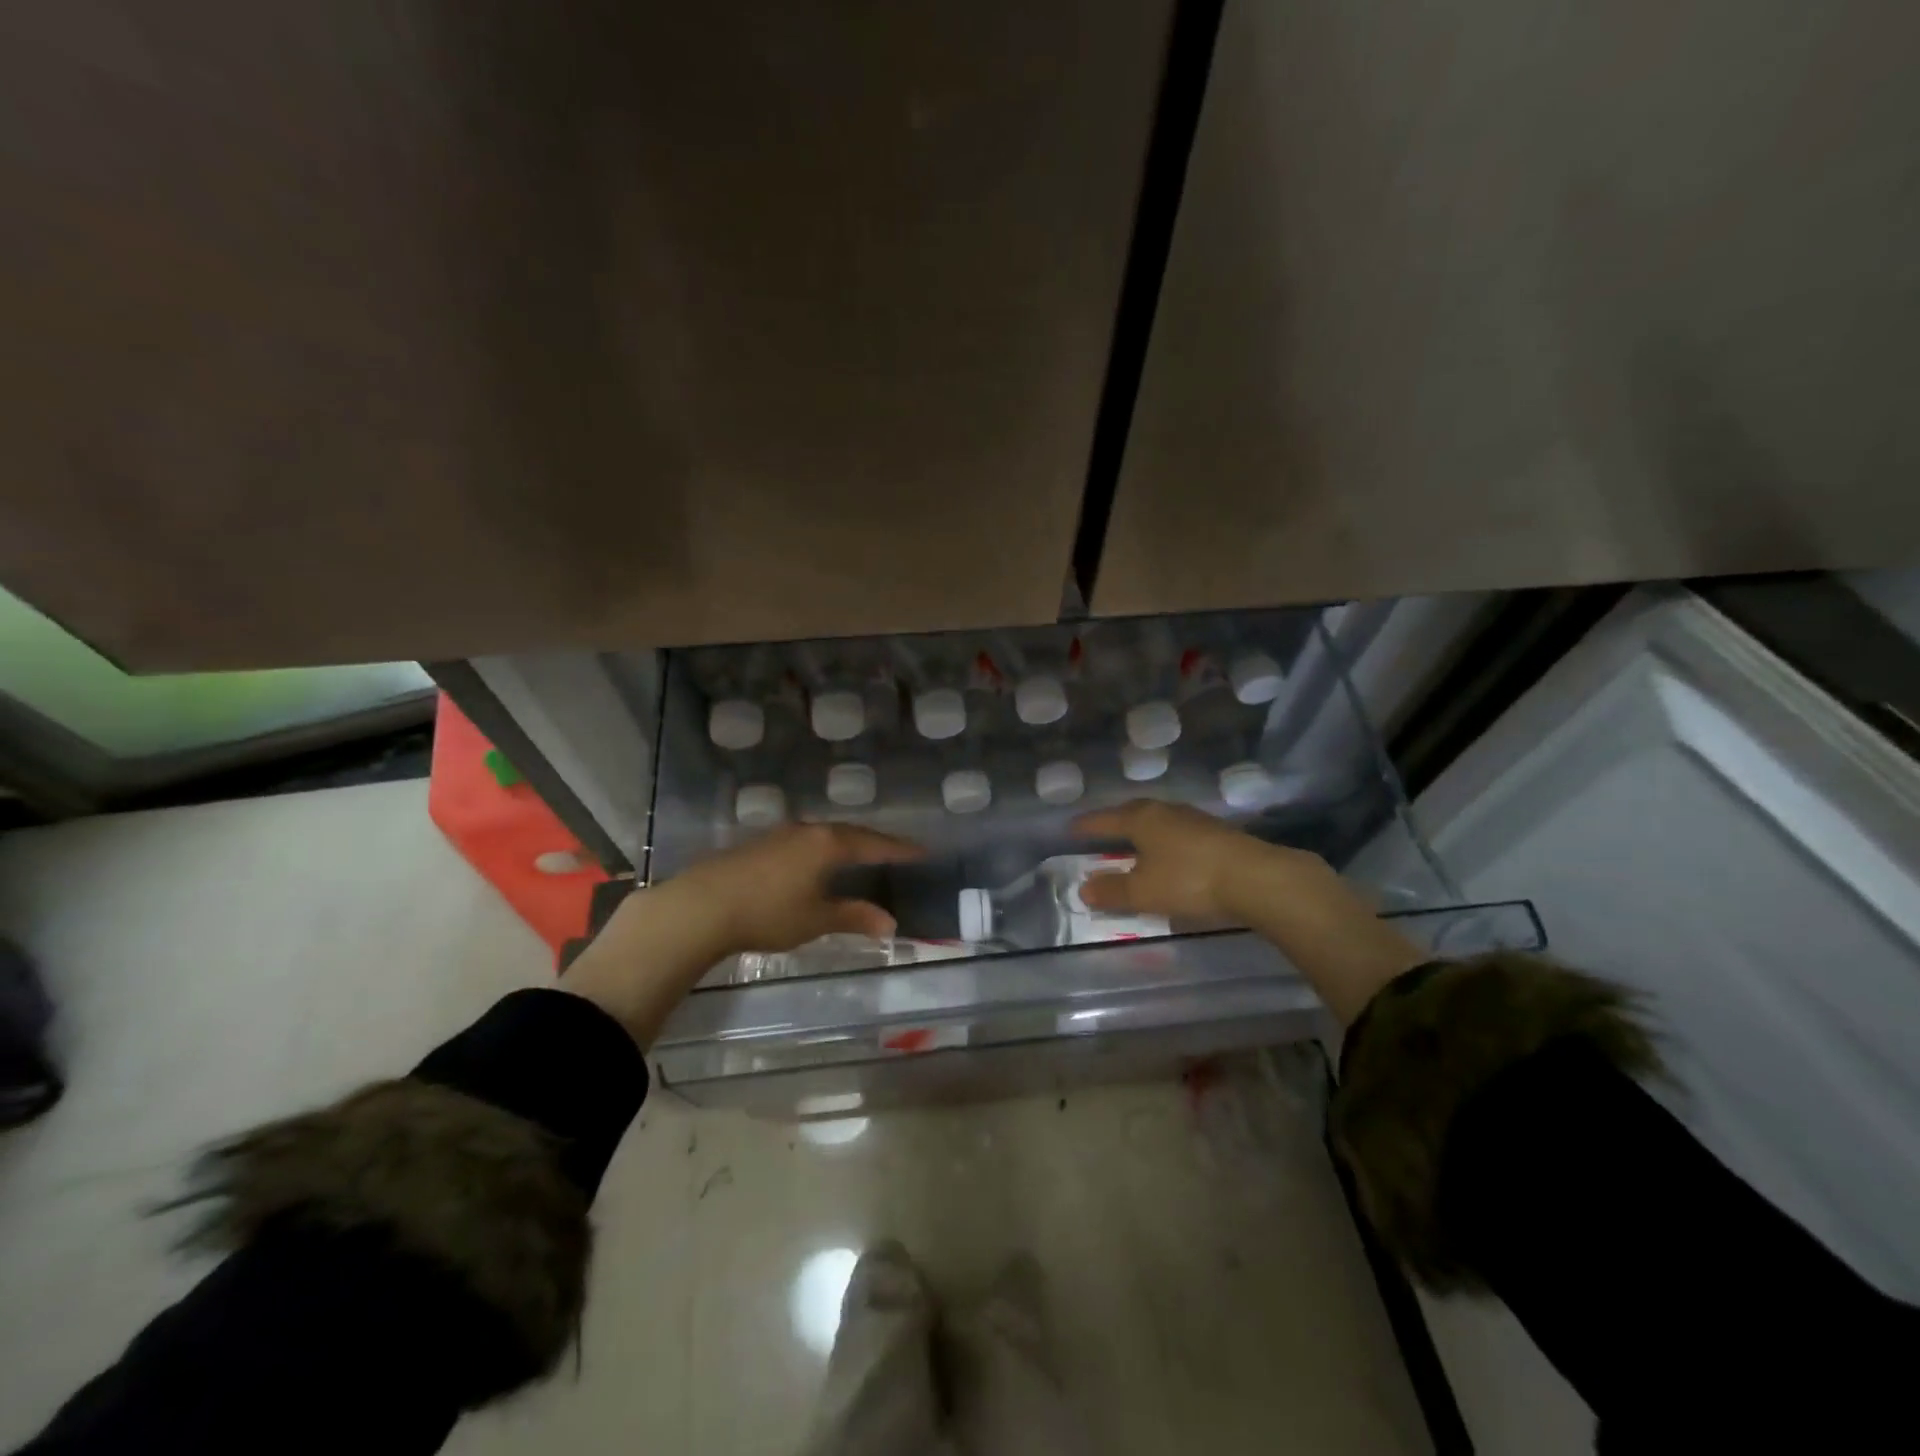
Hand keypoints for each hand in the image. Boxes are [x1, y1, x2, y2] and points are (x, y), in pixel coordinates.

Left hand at [562, 822, 921, 1046]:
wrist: (701, 906)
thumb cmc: (767, 912)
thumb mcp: (816, 919)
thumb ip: (855, 917)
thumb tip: (891, 923)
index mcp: (828, 843)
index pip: (873, 843)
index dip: (899, 849)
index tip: (922, 851)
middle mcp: (807, 830)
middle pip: (850, 832)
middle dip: (874, 842)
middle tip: (895, 851)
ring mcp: (780, 834)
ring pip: (824, 834)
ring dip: (846, 843)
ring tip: (861, 853)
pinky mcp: (759, 844)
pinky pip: (804, 840)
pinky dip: (822, 849)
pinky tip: (818, 861)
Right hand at [1072, 800, 1423, 1023]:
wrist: (1257, 878)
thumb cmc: (1189, 880)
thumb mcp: (1143, 891)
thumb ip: (1112, 891)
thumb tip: (1084, 888)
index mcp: (1141, 818)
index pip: (1105, 819)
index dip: (1086, 826)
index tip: (1071, 830)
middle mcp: (1166, 811)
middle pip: (1132, 814)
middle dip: (1115, 825)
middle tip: (1100, 835)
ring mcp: (1194, 819)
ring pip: (1158, 822)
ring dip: (1142, 834)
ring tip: (1133, 847)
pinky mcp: (1217, 833)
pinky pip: (1178, 833)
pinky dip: (1165, 843)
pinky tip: (1169, 857)